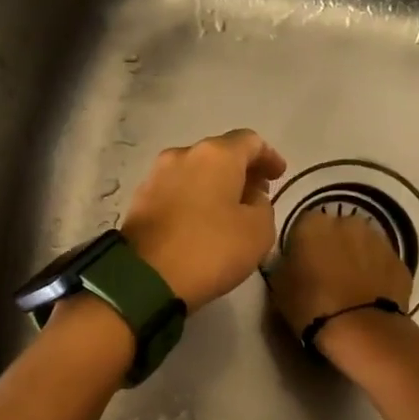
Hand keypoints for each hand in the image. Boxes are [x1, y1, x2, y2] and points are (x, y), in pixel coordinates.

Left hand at [119, 130, 287, 312]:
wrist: (145, 277)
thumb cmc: (210, 249)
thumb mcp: (258, 232)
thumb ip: (263, 206)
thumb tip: (249, 197)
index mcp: (216, 155)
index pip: (250, 142)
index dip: (269, 157)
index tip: (279, 174)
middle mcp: (183, 154)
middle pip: (219, 154)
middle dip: (240, 171)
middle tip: (256, 193)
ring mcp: (156, 176)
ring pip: (195, 172)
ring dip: (214, 185)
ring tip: (229, 210)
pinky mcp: (139, 200)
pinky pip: (176, 191)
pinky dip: (193, 199)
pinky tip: (201, 221)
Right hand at [267, 210, 413, 347]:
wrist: (361, 330)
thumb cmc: (311, 307)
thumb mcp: (279, 287)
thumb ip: (284, 264)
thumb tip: (292, 260)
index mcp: (314, 224)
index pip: (303, 225)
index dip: (302, 245)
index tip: (300, 265)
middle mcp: (348, 222)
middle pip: (336, 230)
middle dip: (332, 246)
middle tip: (326, 275)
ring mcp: (379, 240)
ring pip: (362, 244)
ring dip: (356, 258)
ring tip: (350, 287)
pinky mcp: (399, 261)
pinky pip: (381, 263)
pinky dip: (376, 274)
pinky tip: (369, 296)